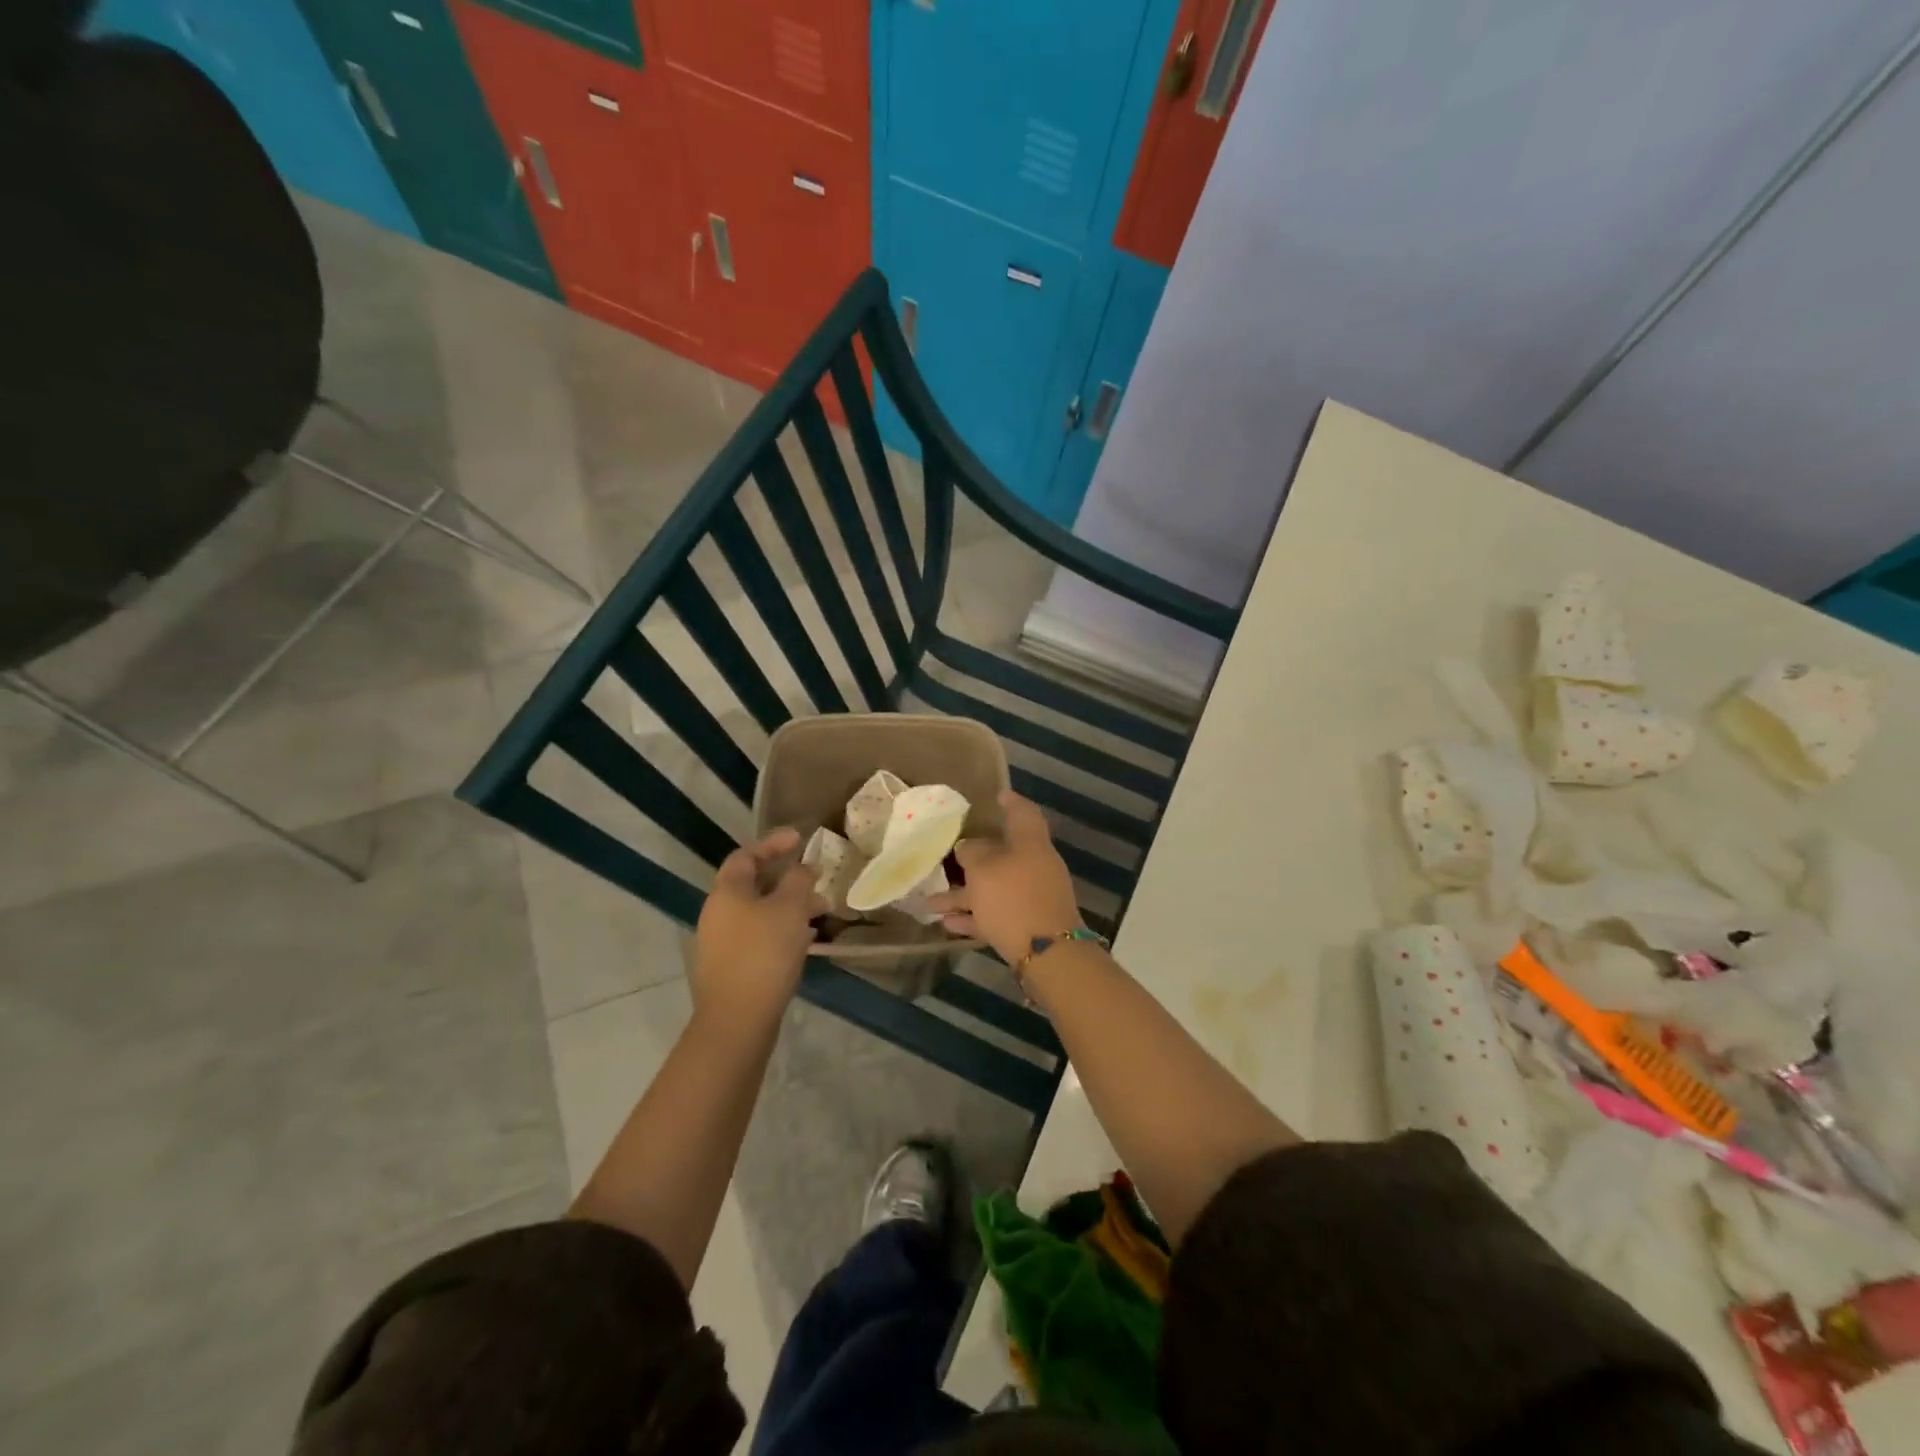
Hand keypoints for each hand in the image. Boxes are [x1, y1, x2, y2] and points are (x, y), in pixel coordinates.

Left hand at [692, 828, 823, 1023]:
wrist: (737, 1020)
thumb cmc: (764, 953)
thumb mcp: (790, 909)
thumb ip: (799, 880)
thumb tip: (804, 867)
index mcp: (727, 892)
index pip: (746, 855)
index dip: (773, 843)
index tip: (800, 838)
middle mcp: (718, 913)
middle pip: (753, 884)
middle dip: (787, 879)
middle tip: (816, 878)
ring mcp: (721, 942)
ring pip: (759, 913)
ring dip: (789, 907)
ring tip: (820, 911)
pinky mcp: (731, 968)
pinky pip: (759, 936)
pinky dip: (782, 930)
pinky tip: (806, 941)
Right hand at [930, 792, 1082, 964]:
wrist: (1049, 954)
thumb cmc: (1014, 899)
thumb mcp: (983, 869)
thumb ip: (972, 853)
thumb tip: (968, 847)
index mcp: (1030, 843)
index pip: (1023, 813)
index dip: (1010, 802)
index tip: (997, 795)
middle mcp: (1035, 866)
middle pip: (1003, 855)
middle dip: (973, 858)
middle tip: (949, 855)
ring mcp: (1033, 898)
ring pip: (995, 888)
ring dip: (964, 895)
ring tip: (931, 902)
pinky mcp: (1028, 926)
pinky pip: (996, 914)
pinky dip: (973, 917)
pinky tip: (947, 924)